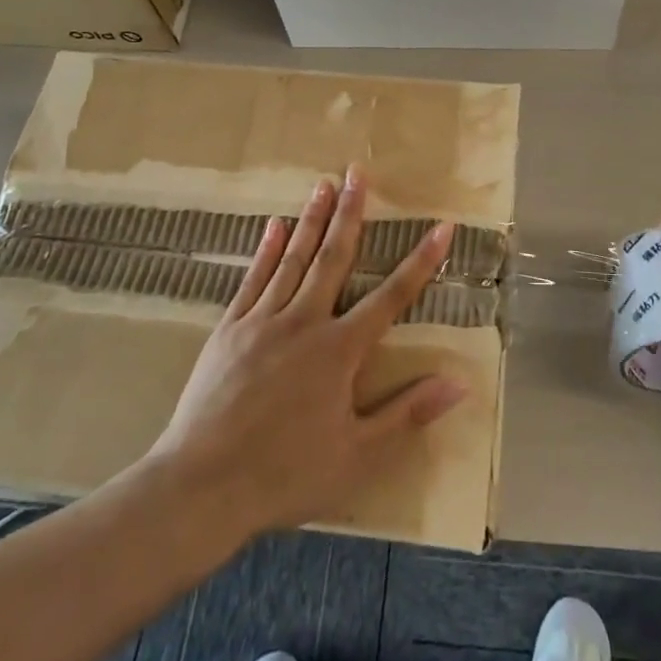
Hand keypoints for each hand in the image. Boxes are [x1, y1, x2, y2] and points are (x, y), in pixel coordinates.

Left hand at [142, 165, 466, 547]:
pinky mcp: (230, 328)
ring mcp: (264, 321)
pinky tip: (275, 225)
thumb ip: (408, 414)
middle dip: (352, 213)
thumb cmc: (285, 475)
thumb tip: (460, 384)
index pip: (392, 296)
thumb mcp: (357, 456)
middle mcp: (305, 322)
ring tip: (324, 184)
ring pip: (295, 258)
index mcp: (340, 350)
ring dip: (312, 219)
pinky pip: (254, 279)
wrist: (200, 487)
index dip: (421, 261)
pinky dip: (267, 250)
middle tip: (359, 173)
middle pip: (335, 258)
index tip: (442, 226)